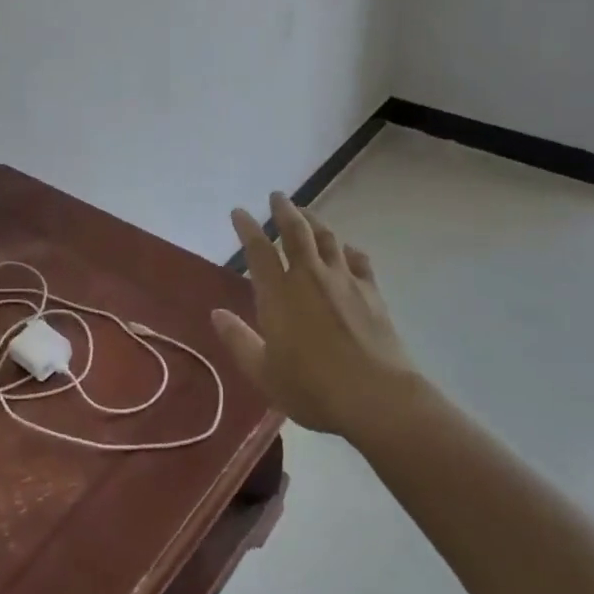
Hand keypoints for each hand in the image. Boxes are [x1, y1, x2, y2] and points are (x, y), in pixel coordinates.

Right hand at [211, 193, 421, 442]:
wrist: (377, 397)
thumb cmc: (312, 388)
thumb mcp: (263, 372)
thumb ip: (238, 340)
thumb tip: (216, 314)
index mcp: (279, 293)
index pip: (258, 249)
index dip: (247, 227)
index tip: (239, 212)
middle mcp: (309, 277)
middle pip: (296, 231)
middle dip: (284, 210)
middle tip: (278, 196)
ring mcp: (344, 281)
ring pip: (327, 238)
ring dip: (314, 220)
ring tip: (306, 213)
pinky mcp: (372, 293)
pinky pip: (358, 260)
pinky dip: (347, 250)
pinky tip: (346, 250)